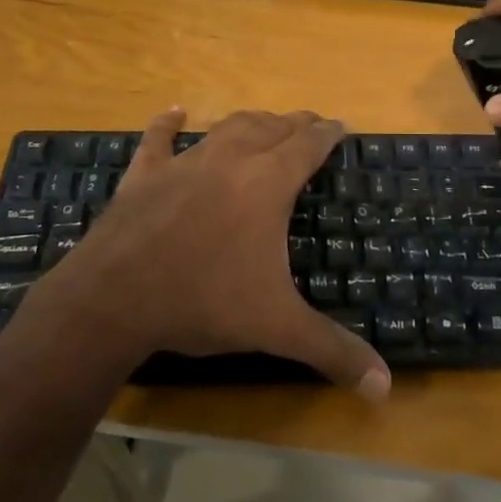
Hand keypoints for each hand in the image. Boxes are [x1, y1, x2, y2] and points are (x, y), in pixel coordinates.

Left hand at [33, 108, 390, 399]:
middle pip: (271, 128)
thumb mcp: (276, 327)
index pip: (307, 145)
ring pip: (227, 127)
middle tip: (309, 123)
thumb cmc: (203, 302)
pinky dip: (168, 123)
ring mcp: (184, 162)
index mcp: (267, 183)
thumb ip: (332, 351)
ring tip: (265, 122)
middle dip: (294, 123)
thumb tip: (385, 389)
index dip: (326, 133)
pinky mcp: (145, 173)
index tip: (339, 124)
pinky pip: (158, 138)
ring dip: (251, 121)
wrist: (115, 298)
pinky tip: (175, 112)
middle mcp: (231, 160)